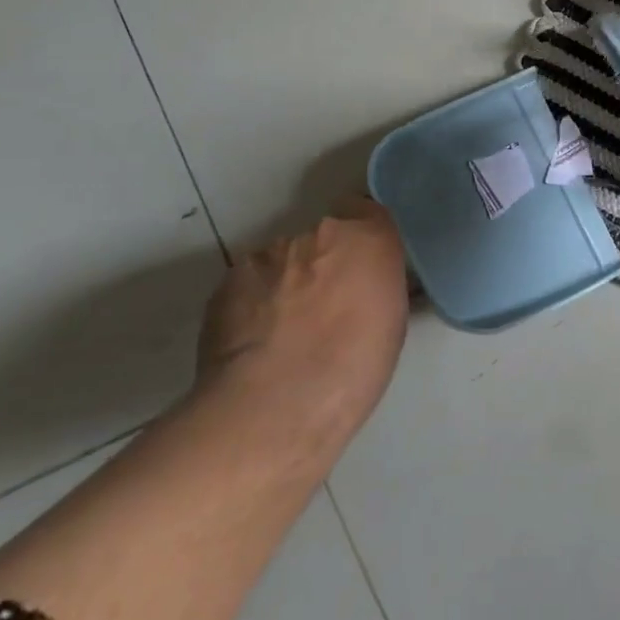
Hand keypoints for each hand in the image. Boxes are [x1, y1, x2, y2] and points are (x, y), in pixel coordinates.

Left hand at [194, 197, 409, 459]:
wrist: (273, 407)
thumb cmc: (351, 372)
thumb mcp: (390, 326)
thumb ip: (376, 287)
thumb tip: (364, 287)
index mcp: (368, 241)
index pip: (367, 212)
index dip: (362, 240)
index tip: (360, 269)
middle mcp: (319, 234)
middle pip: (323, 238)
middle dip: (322, 264)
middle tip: (321, 310)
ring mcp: (269, 253)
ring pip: (282, 261)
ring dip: (285, 284)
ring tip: (281, 334)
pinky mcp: (229, 279)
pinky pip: (249, 284)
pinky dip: (252, 304)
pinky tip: (254, 343)